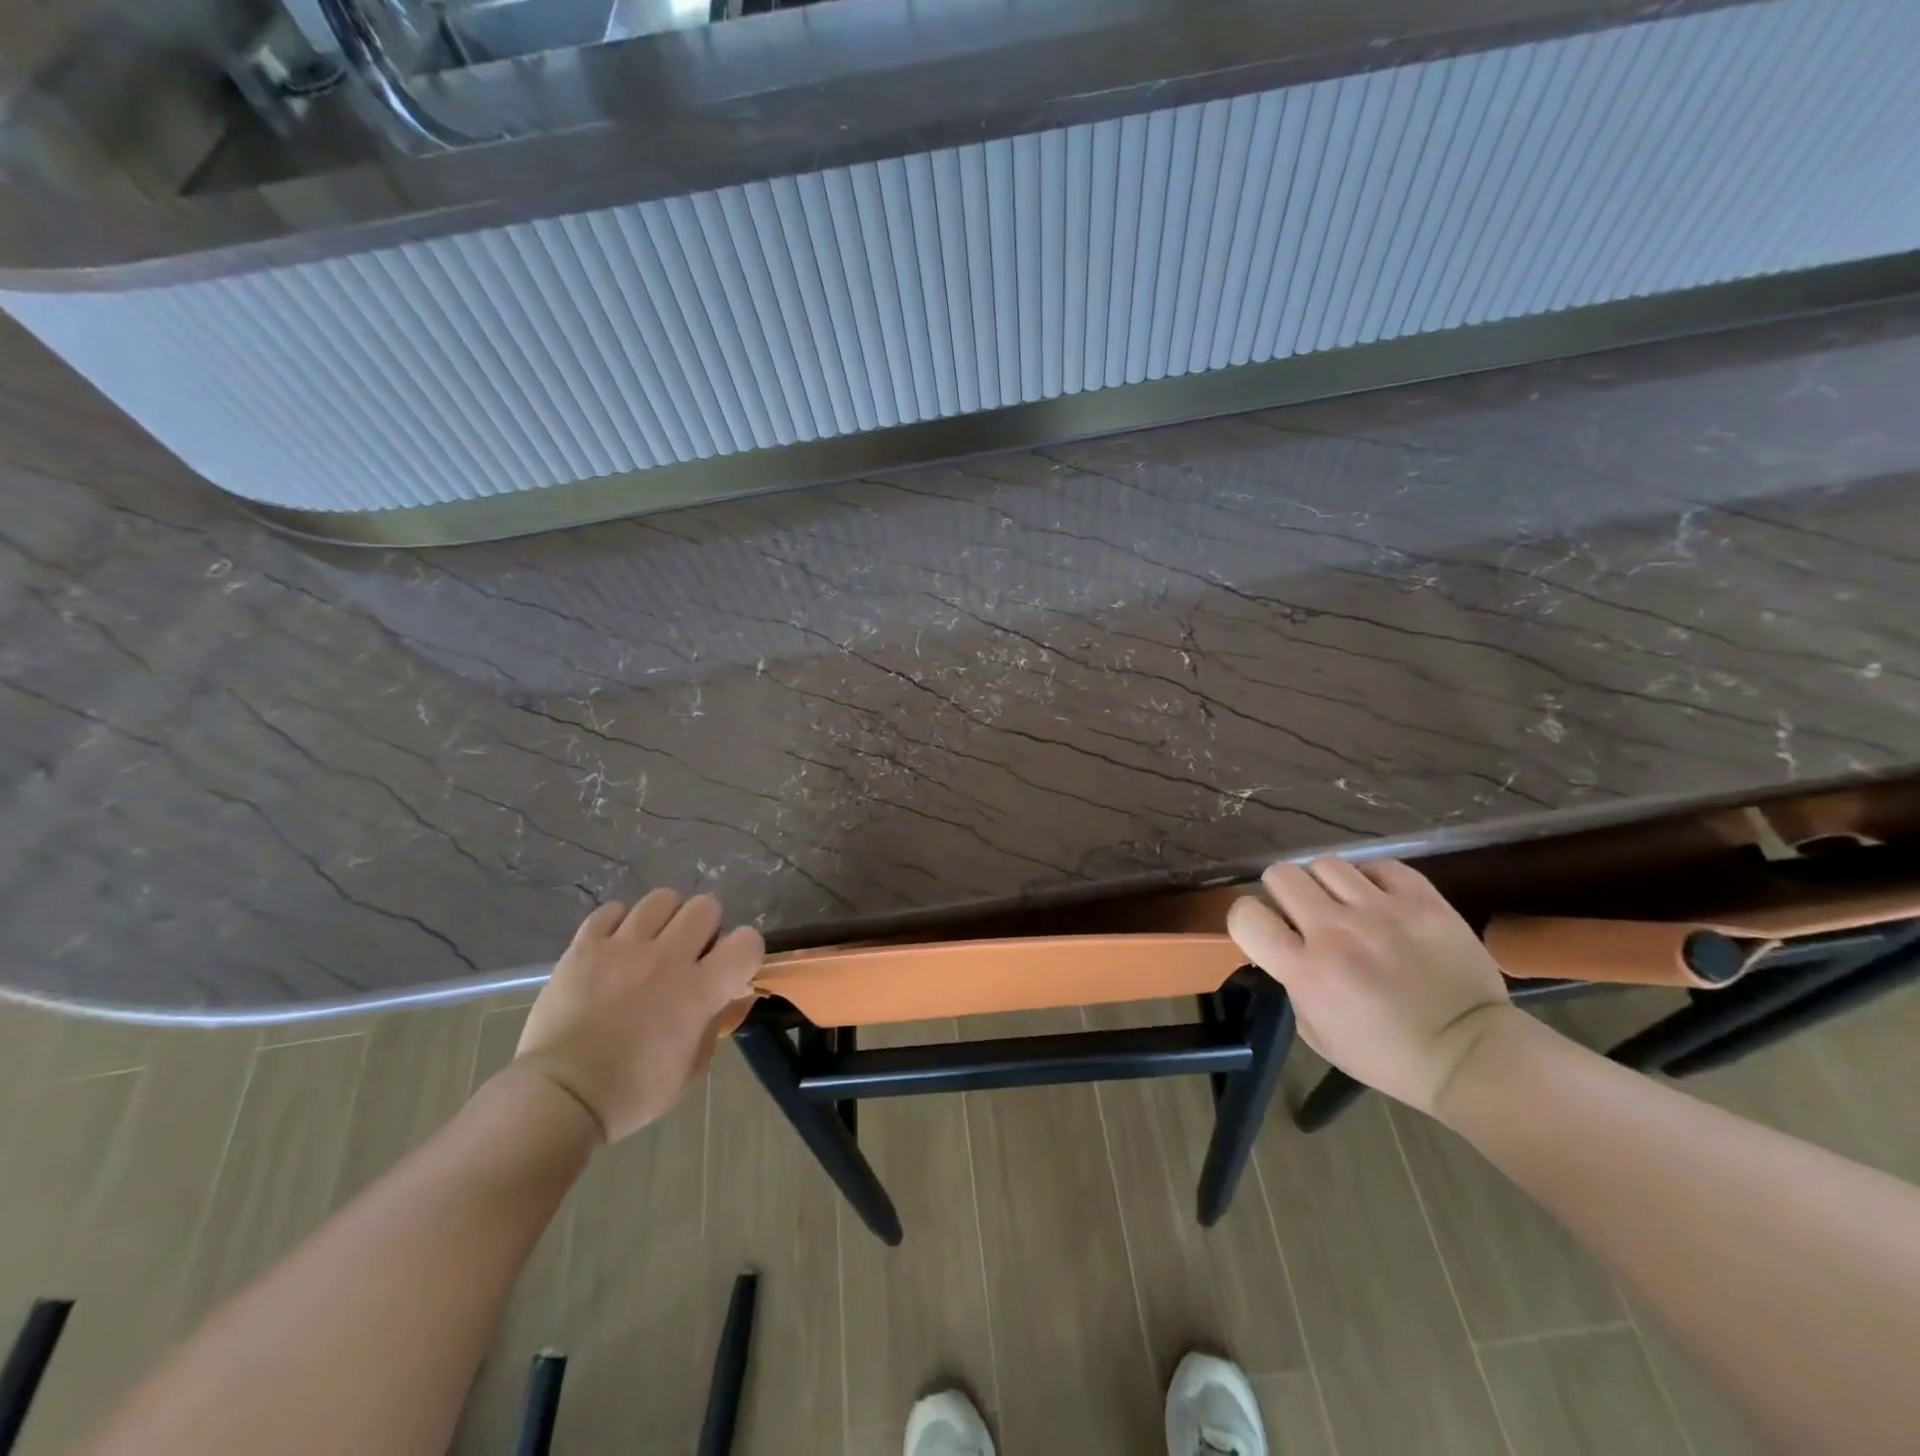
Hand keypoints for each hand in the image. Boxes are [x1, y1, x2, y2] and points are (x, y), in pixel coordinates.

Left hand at [513, 890, 763, 1142]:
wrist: (560, 1097)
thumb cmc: (632, 1092)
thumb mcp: (690, 1069)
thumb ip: (713, 1023)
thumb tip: (722, 996)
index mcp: (700, 990)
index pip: (747, 941)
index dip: (745, 951)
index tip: (730, 967)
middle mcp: (667, 958)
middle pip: (706, 906)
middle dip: (705, 927)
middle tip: (689, 953)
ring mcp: (624, 947)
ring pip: (661, 899)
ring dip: (664, 919)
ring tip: (650, 943)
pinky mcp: (585, 946)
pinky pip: (611, 910)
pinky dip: (618, 924)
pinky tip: (614, 946)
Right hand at [1227, 858, 1513, 1115]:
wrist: (1472, 1055)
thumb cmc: (1387, 1056)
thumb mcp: (1316, 1032)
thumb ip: (1292, 981)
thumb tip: (1287, 946)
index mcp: (1306, 969)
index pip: (1246, 914)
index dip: (1248, 919)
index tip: (1266, 931)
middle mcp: (1337, 931)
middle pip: (1281, 874)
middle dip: (1285, 894)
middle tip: (1305, 916)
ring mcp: (1383, 911)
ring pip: (1326, 864)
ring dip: (1328, 886)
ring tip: (1347, 907)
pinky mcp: (1423, 901)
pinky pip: (1380, 866)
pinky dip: (1374, 881)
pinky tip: (1382, 903)